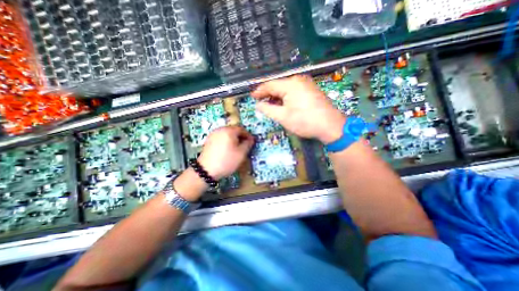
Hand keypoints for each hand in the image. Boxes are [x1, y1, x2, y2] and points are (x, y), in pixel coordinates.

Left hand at [198, 127, 254, 180]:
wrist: (206, 170)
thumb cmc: (227, 161)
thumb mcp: (241, 153)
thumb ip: (248, 144)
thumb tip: (250, 139)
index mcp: (229, 131)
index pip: (241, 129)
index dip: (248, 135)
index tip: (251, 142)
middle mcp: (220, 129)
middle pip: (233, 130)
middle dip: (240, 136)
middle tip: (245, 145)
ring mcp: (213, 134)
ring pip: (226, 134)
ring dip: (233, 139)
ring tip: (236, 148)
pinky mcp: (209, 140)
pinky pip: (220, 137)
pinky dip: (226, 141)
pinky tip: (227, 149)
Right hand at [250, 74, 345, 143]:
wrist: (330, 126)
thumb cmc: (305, 121)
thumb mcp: (283, 117)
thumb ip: (268, 109)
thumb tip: (258, 104)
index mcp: (290, 84)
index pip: (270, 85)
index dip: (259, 91)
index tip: (252, 96)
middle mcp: (298, 80)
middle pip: (278, 85)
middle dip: (268, 94)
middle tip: (259, 102)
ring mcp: (306, 84)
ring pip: (286, 89)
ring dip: (277, 96)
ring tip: (269, 105)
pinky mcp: (311, 90)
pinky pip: (294, 91)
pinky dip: (285, 97)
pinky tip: (282, 104)